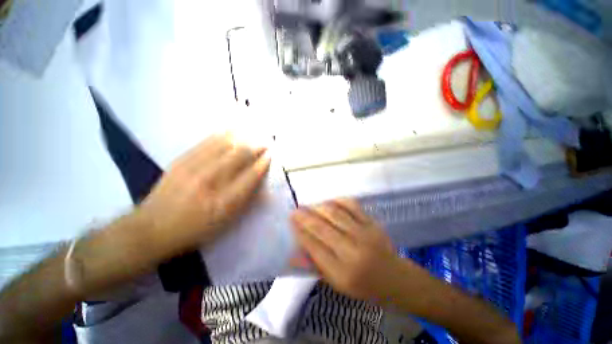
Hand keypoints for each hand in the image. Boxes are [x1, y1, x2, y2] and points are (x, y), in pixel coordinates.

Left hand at [139, 134, 270, 256]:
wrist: (152, 228)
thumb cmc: (195, 230)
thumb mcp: (226, 223)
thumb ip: (246, 203)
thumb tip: (265, 189)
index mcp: (225, 201)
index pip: (251, 176)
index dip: (263, 163)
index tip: (270, 155)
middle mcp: (212, 181)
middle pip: (239, 156)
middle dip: (256, 147)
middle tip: (265, 143)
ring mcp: (194, 168)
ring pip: (225, 145)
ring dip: (242, 138)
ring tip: (252, 134)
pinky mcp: (181, 160)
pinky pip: (206, 142)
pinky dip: (222, 135)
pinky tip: (231, 130)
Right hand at [291, 199, 407, 303]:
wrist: (395, 278)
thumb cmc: (363, 285)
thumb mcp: (337, 284)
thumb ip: (314, 267)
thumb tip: (292, 255)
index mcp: (342, 273)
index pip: (314, 248)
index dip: (300, 233)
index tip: (291, 222)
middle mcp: (352, 252)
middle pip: (323, 229)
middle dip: (305, 217)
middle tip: (295, 210)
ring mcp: (364, 234)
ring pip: (336, 214)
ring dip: (319, 207)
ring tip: (309, 205)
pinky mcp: (372, 223)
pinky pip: (352, 206)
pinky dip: (337, 200)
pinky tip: (328, 201)